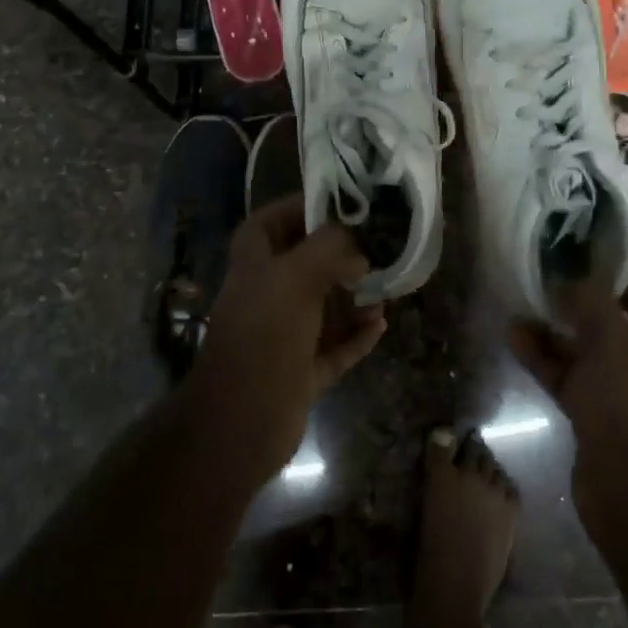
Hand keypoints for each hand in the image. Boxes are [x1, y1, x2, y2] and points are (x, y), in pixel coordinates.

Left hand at [188, 195, 385, 484]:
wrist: (241, 424)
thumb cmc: (265, 336)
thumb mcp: (296, 277)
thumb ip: (329, 249)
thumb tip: (358, 249)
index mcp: (253, 267)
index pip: (268, 223)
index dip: (297, 208)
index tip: (338, 203)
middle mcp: (266, 297)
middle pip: (302, 265)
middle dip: (338, 256)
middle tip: (376, 247)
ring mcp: (283, 337)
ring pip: (323, 307)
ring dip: (353, 298)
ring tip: (386, 288)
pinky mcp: (300, 371)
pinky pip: (334, 347)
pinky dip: (356, 335)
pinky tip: (381, 325)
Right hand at [508, 223, 627, 531]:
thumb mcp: (614, 339)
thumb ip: (589, 299)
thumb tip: (566, 270)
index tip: (611, 220)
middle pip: (624, 303)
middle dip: (591, 279)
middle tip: (553, 253)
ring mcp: (622, 381)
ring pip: (588, 337)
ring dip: (559, 316)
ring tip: (526, 289)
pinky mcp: (595, 408)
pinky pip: (567, 370)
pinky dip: (543, 353)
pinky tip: (513, 333)